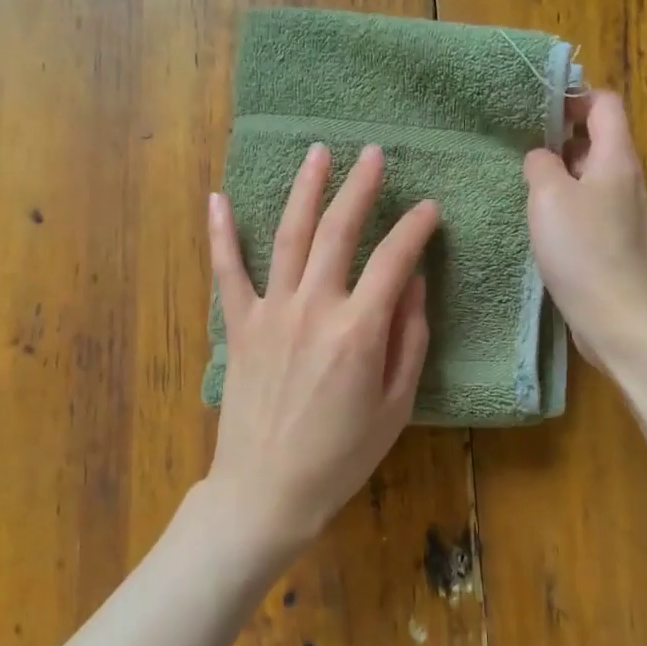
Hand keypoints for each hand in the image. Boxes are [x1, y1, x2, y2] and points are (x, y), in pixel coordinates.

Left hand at [206, 143, 438, 549]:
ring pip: (289, 236)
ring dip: (305, 191)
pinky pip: (227, 271)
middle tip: (373, 154)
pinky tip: (217, 198)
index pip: (394, 259)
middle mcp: (314, 308)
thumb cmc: (341, 456)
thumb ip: (409, 339)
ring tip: (318, 154)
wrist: (268, 490)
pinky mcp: (239, 326)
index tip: (429, 209)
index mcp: (359, 331)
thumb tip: (413, 284)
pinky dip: (220, 233)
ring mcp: (271, 312)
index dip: (415, 228)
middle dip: (360, 187)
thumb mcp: (396, 405)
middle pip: (339, 231)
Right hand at [523, 91, 646, 366]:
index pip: (604, 104)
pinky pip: (588, 208)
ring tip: (523, 184)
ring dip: (559, 175)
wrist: (618, 319)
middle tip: (520, 147)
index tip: (536, 110)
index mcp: (617, 158)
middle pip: (598, 139)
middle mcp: (626, 180)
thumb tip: (541, 157)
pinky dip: (565, 206)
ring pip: (590, 177)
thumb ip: (541, 164)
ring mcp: (623, 214)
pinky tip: (539, 225)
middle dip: (560, 137)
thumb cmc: (583, 251)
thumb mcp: (549, 197)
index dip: (573, 97)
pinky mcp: (614, 244)